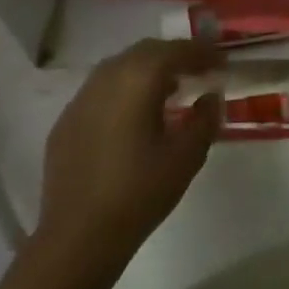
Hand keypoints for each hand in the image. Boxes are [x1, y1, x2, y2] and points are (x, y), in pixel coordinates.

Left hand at [34, 39, 222, 270]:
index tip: (222, 61)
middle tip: (199, 71)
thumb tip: (210, 97)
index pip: (176, 51)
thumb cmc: (140, 193)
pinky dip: (124, 90)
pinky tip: (134, 115)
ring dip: (148, 70)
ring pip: (120, 67)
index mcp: (138, 80)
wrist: (78, 237)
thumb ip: (205, 119)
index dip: (202, 52)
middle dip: (175, 56)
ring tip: (170, 90)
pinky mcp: (66, 121)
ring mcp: (81, 99)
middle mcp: (107, 78)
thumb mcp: (187, 156)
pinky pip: (101, 90)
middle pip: (146, 52)